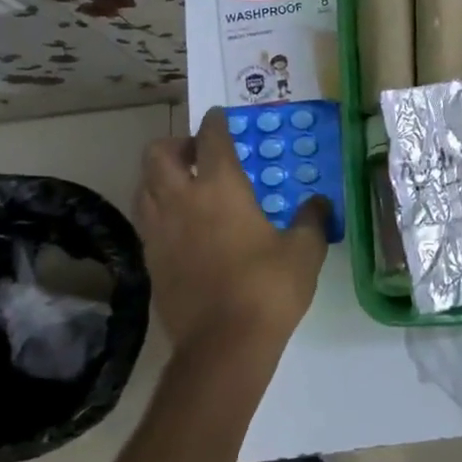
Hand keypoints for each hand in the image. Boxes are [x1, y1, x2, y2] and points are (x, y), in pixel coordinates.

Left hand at [135, 108, 329, 360]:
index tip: (221, 117)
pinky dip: (158, 209)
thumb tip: (318, 203)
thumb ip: (312, 219)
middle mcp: (182, 200)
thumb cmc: (268, 288)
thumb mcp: (305, 250)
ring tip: (185, 185)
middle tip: (198, 153)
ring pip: (144, 185)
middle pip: (159, 154)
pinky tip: (181, 225)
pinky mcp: (150, 260)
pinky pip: (146, 219)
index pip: (211, 139)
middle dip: (176, 144)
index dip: (216, 122)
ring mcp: (159, 231)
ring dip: (161, 176)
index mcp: (221, 188)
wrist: (224, 345)